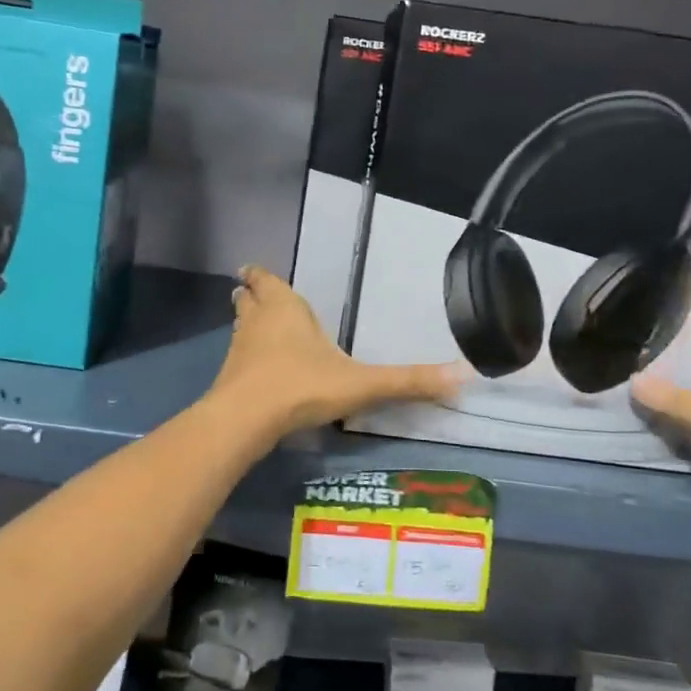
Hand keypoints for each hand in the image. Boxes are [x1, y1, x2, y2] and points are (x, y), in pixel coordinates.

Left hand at [207, 266, 464, 434]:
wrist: (247, 418)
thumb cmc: (303, 386)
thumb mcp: (362, 384)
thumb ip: (408, 381)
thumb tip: (463, 375)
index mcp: (285, 308)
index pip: (266, 281)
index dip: (260, 276)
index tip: (251, 271)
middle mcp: (257, 321)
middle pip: (248, 300)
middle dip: (251, 296)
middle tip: (252, 293)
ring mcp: (238, 349)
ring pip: (239, 326)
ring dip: (245, 324)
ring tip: (253, 326)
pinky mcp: (227, 376)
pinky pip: (236, 357)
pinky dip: (244, 356)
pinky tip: (254, 369)